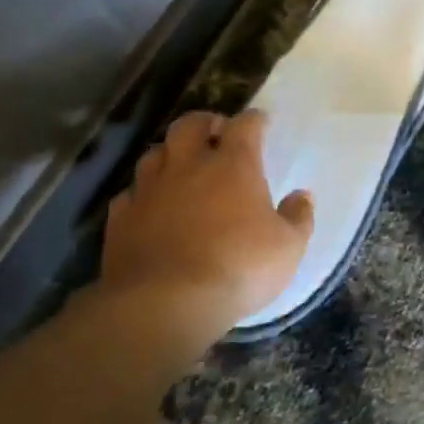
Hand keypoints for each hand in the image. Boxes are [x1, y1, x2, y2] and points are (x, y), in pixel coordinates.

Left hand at [98, 108, 312, 348]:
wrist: (165, 304)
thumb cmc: (239, 268)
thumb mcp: (288, 247)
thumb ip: (298, 217)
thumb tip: (302, 196)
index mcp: (234, 166)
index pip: (245, 126)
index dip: (255, 120)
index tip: (262, 121)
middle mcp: (188, 167)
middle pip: (190, 125)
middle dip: (206, 122)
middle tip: (217, 133)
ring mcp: (149, 191)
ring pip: (154, 153)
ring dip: (171, 154)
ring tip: (182, 167)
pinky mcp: (121, 219)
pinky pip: (131, 194)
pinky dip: (143, 194)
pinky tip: (151, 207)